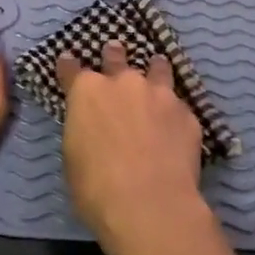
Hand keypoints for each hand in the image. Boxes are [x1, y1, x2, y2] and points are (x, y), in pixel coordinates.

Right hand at [57, 41, 212, 254]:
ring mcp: (159, 94)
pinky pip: (178, 103)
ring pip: (157, 68)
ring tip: (156, 67)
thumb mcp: (73, 156)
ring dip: (153, 68)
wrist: (149, 204)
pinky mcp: (186, 113)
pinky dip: (173, 108)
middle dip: (114, 54)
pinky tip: (175, 119)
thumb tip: (92, 128)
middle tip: (115, 51)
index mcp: (86, 92)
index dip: (69, 65)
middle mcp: (123, 82)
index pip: (72, 69)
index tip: (68, 60)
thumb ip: (83, 130)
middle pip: (116, 57)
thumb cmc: (96, 187)